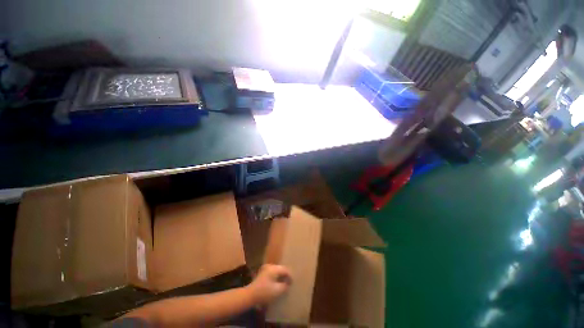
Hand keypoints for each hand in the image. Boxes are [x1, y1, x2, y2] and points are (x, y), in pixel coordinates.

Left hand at [247, 264, 291, 305]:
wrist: (250, 295)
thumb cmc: (264, 292)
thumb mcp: (277, 290)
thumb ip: (285, 285)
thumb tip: (288, 283)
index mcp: (274, 268)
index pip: (285, 269)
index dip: (290, 276)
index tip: (292, 283)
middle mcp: (270, 266)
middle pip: (281, 269)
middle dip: (285, 275)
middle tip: (289, 282)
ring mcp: (265, 269)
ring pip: (276, 270)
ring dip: (280, 276)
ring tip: (284, 283)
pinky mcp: (262, 273)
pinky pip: (272, 273)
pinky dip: (276, 277)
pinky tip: (277, 283)